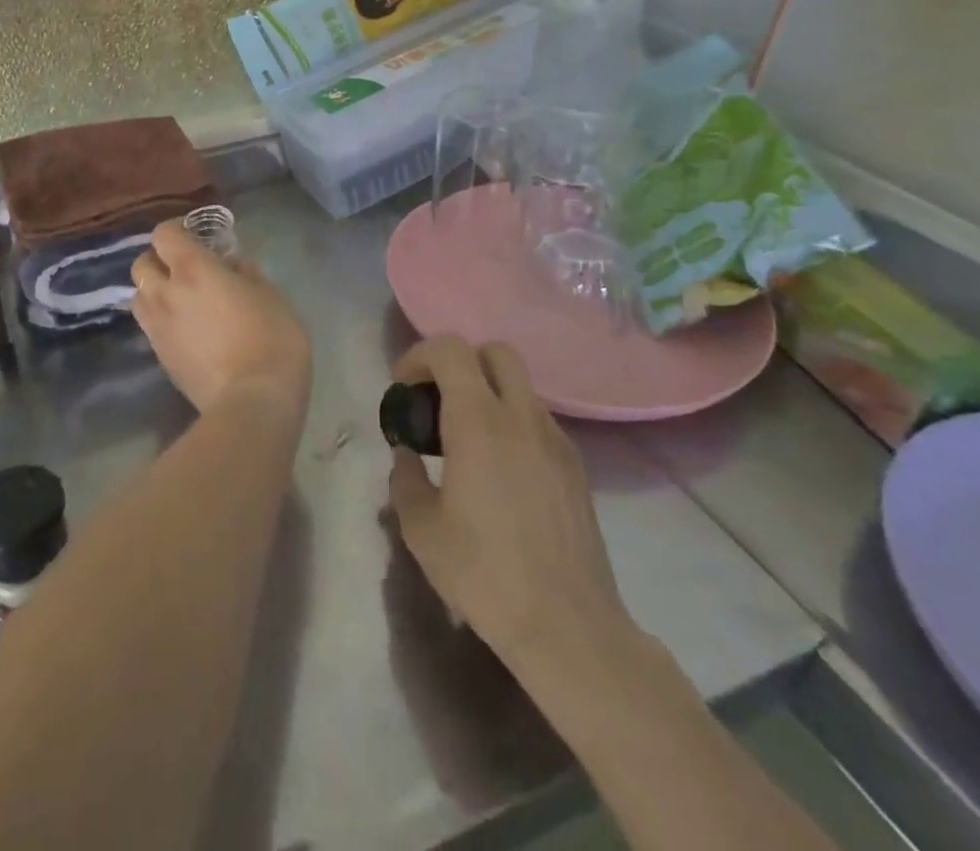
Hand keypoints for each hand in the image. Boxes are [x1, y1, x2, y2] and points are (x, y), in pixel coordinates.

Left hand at [130, 219, 311, 417]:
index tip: (195, 234)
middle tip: (184, 267)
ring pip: (139, 297)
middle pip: (142, 264)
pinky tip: (186, 329)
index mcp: (193, 270)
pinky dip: (161, 319)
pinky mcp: (159, 358)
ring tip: (181, 299)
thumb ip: (246, 272)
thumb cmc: (272, 340)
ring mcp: (158, 328)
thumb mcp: (270, 296)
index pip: (164, 235)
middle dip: (158, 260)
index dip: (176, 229)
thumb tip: (232, 264)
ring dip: (154, 291)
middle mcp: (166, 294)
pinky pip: (149, 326)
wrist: (252, 404)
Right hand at [387, 336, 641, 692]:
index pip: (450, 350)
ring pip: (520, 386)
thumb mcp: (422, 529)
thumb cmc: (485, 574)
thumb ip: (405, 479)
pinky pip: (538, 421)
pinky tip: (501, 472)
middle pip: (495, 351)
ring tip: (466, 442)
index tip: (403, 387)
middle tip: (437, 400)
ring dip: (489, 394)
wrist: (569, 628)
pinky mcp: (576, 467)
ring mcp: (556, 440)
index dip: (419, 356)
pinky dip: (513, 424)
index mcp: (478, 422)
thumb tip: (407, 456)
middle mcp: (521, 417)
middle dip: (460, 362)